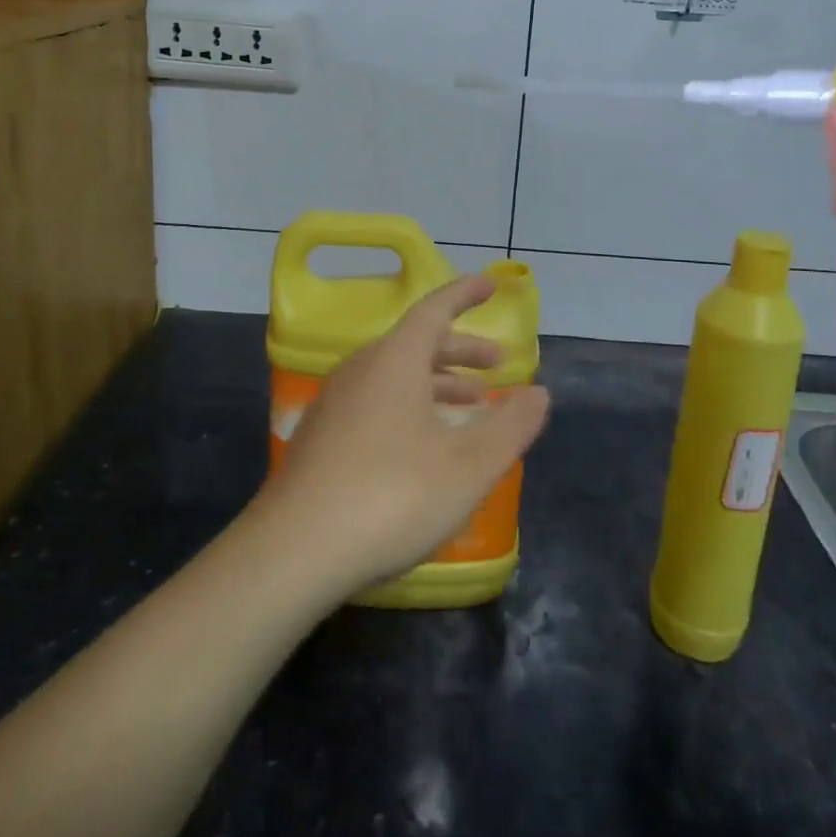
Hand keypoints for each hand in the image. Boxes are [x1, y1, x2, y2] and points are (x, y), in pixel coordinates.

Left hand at [257, 275, 550, 597]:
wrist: (294, 551)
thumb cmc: (392, 497)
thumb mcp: (469, 465)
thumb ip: (511, 426)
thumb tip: (541, 392)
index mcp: (395, 359)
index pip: (435, 309)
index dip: (465, 295)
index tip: (490, 285)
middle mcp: (361, 368)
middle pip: (416, 343)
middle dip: (461, 349)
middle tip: (497, 365)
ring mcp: (335, 402)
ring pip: (395, 374)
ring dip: (437, 381)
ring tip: (470, 406)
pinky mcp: (320, 435)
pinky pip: (375, 400)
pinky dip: (409, 403)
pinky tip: (422, 443)